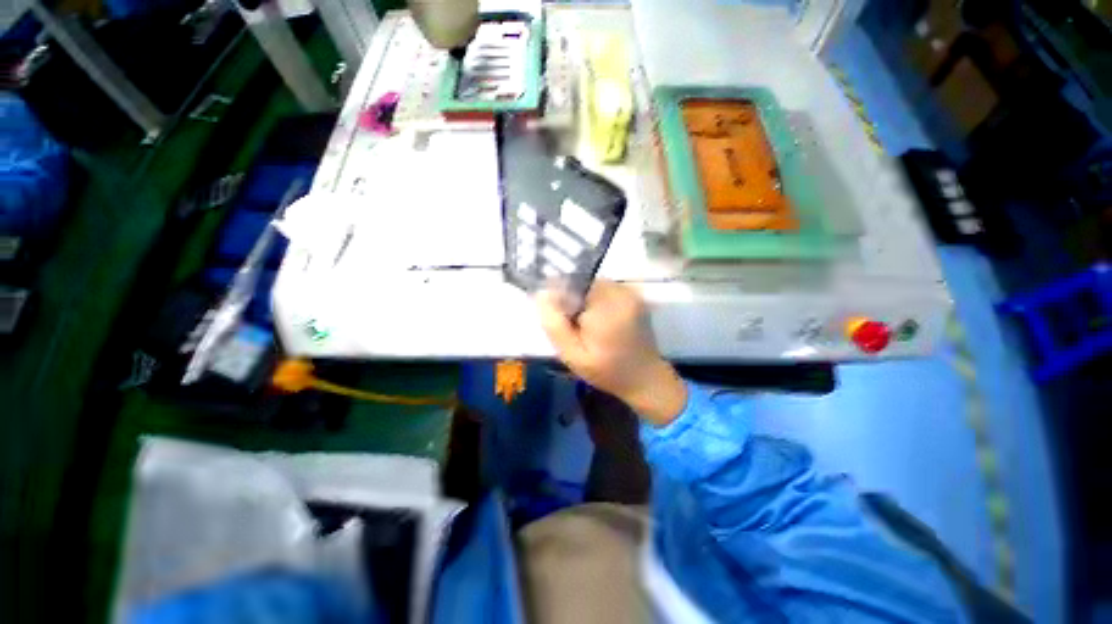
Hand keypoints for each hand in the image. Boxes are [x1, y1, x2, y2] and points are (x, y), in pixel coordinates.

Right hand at [536, 281, 686, 425]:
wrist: (644, 378)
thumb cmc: (607, 371)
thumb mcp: (573, 355)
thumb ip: (555, 325)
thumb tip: (542, 294)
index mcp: (607, 306)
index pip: (571, 284)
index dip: (561, 300)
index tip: (563, 321)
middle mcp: (621, 292)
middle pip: (583, 284)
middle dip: (573, 301)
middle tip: (576, 327)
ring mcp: (631, 292)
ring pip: (593, 286)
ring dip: (585, 301)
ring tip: (589, 326)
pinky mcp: (635, 296)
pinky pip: (606, 290)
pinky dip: (598, 301)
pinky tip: (601, 322)